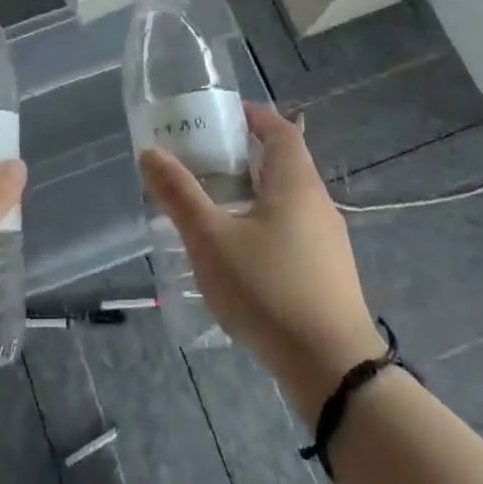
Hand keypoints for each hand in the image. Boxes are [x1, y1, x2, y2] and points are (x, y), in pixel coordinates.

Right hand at [141, 103, 383, 419]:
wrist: (332, 368)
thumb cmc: (268, 290)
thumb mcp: (211, 240)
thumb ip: (179, 195)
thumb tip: (150, 152)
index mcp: (296, 184)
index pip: (280, 130)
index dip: (253, 116)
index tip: (220, 115)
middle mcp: (317, 203)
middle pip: (283, 163)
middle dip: (244, 156)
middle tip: (202, 160)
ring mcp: (328, 240)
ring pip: (287, 200)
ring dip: (253, 193)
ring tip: (212, 205)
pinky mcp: (327, 272)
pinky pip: (292, 230)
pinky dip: (264, 223)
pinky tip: (239, 252)